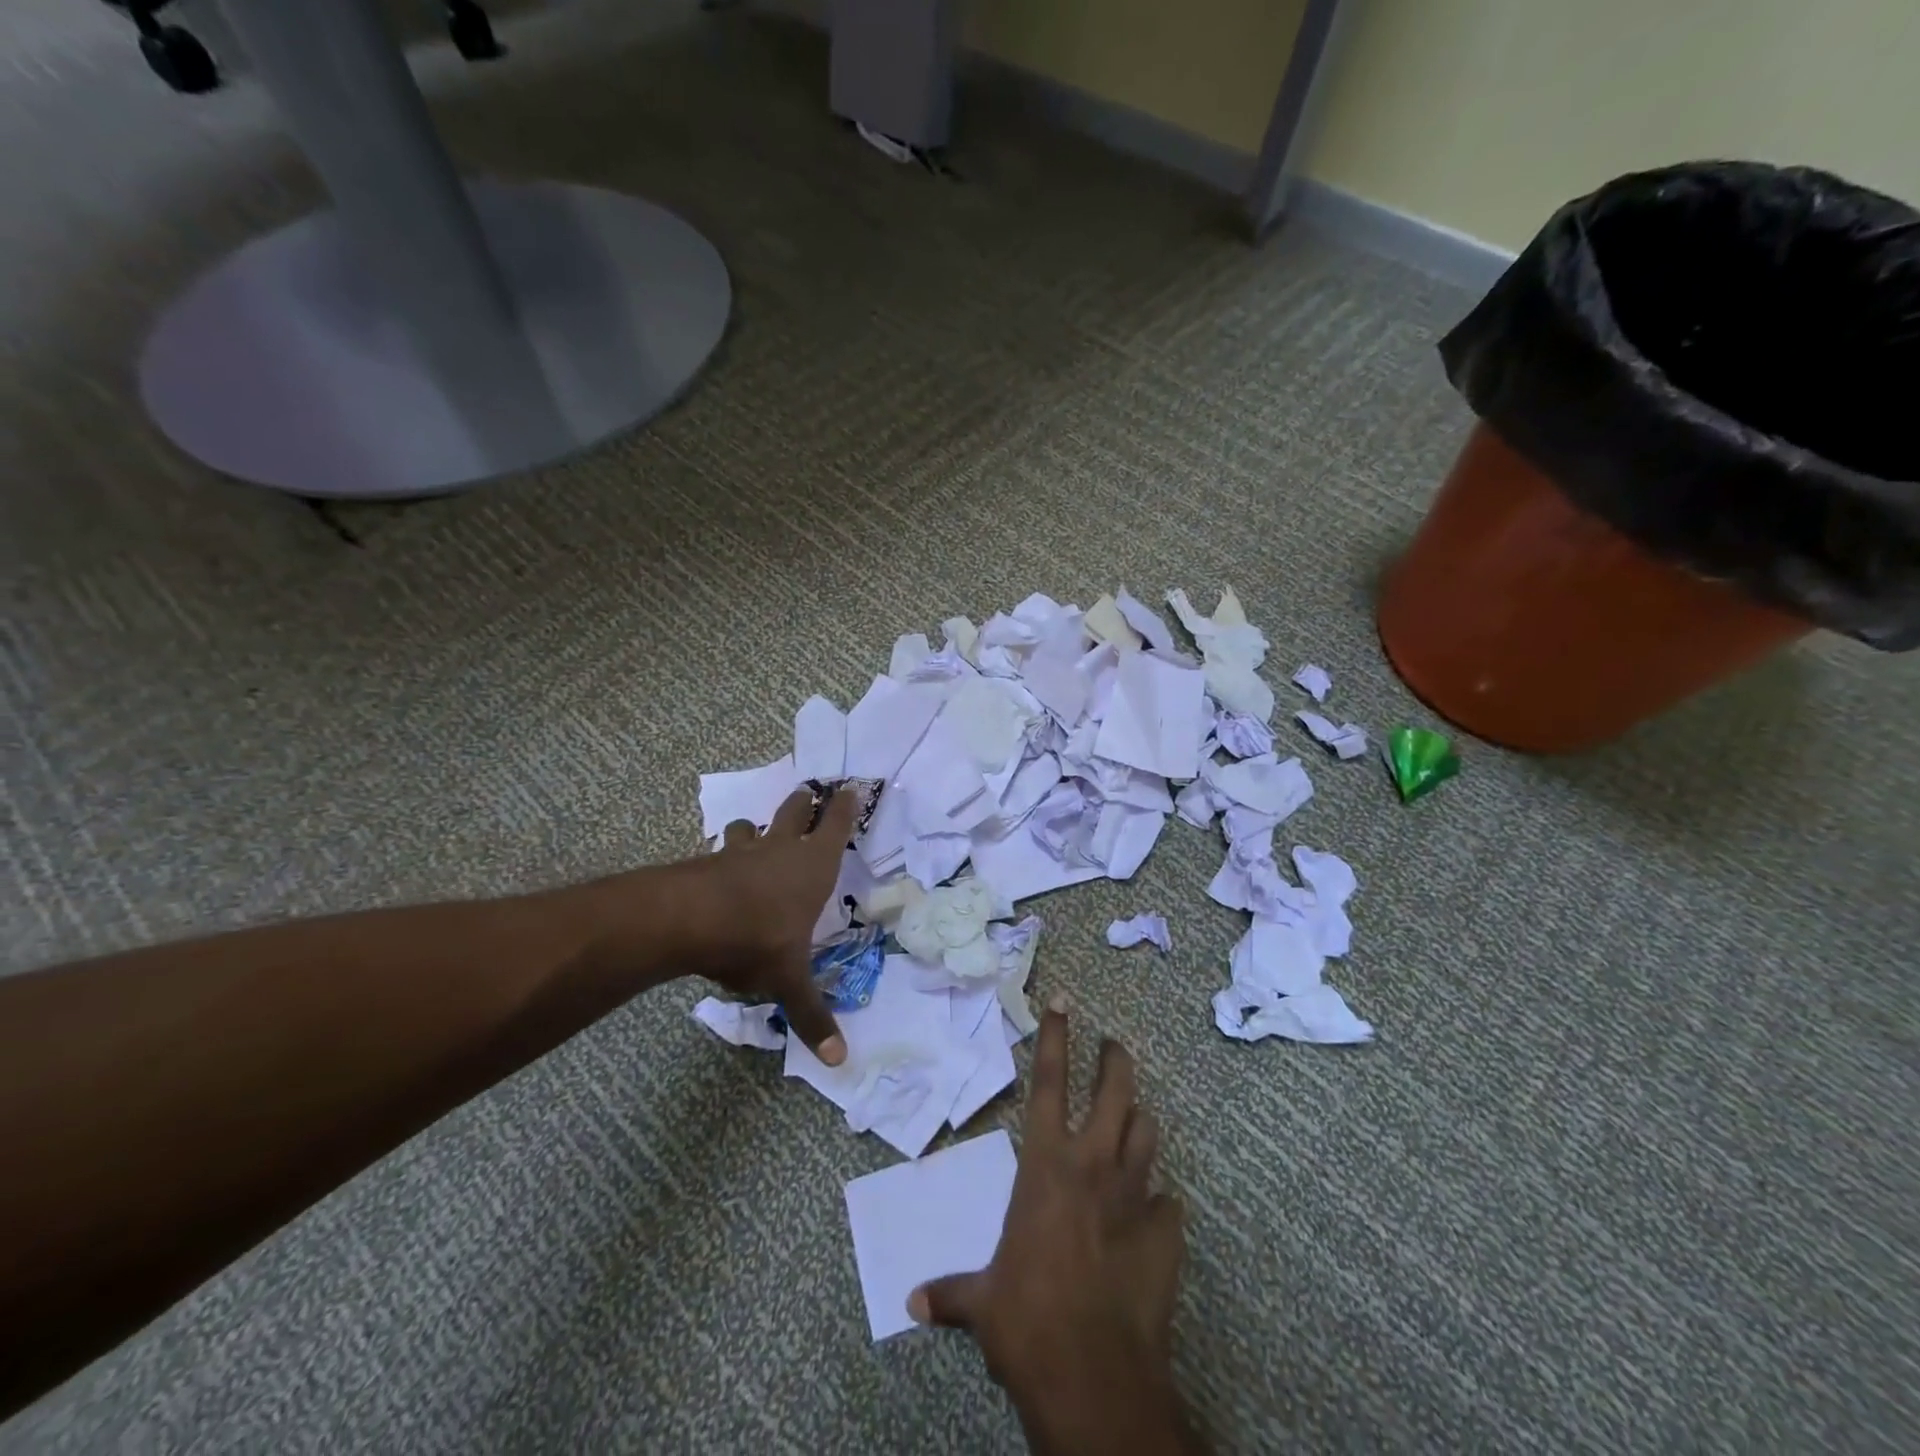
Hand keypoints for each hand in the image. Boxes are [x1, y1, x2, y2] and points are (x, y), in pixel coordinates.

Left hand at [659, 786, 855, 1064]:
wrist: (689, 919)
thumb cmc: (758, 938)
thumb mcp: (789, 980)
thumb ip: (812, 1016)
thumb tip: (840, 1061)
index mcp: (813, 867)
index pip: (836, 826)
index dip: (845, 807)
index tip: (851, 789)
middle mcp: (781, 851)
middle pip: (795, 811)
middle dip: (804, 803)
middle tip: (808, 794)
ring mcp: (742, 853)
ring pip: (750, 827)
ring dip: (755, 828)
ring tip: (754, 833)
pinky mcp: (708, 863)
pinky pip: (720, 851)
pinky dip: (724, 856)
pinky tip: (718, 870)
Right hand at [909, 998, 1197, 1453]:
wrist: (1095, 1375)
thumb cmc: (1028, 1321)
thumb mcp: (983, 1303)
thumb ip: (952, 1294)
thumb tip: (913, 1303)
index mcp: (1045, 1165)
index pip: (1048, 1082)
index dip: (1054, 1037)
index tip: (1062, 1001)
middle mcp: (1093, 1165)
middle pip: (1114, 1090)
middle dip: (1115, 1060)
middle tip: (1114, 1045)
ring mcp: (1134, 1195)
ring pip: (1146, 1132)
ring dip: (1139, 1120)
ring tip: (1132, 1117)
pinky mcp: (1166, 1232)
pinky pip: (1168, 1200)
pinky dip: (1159, 1199)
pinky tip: (1153, 1211)